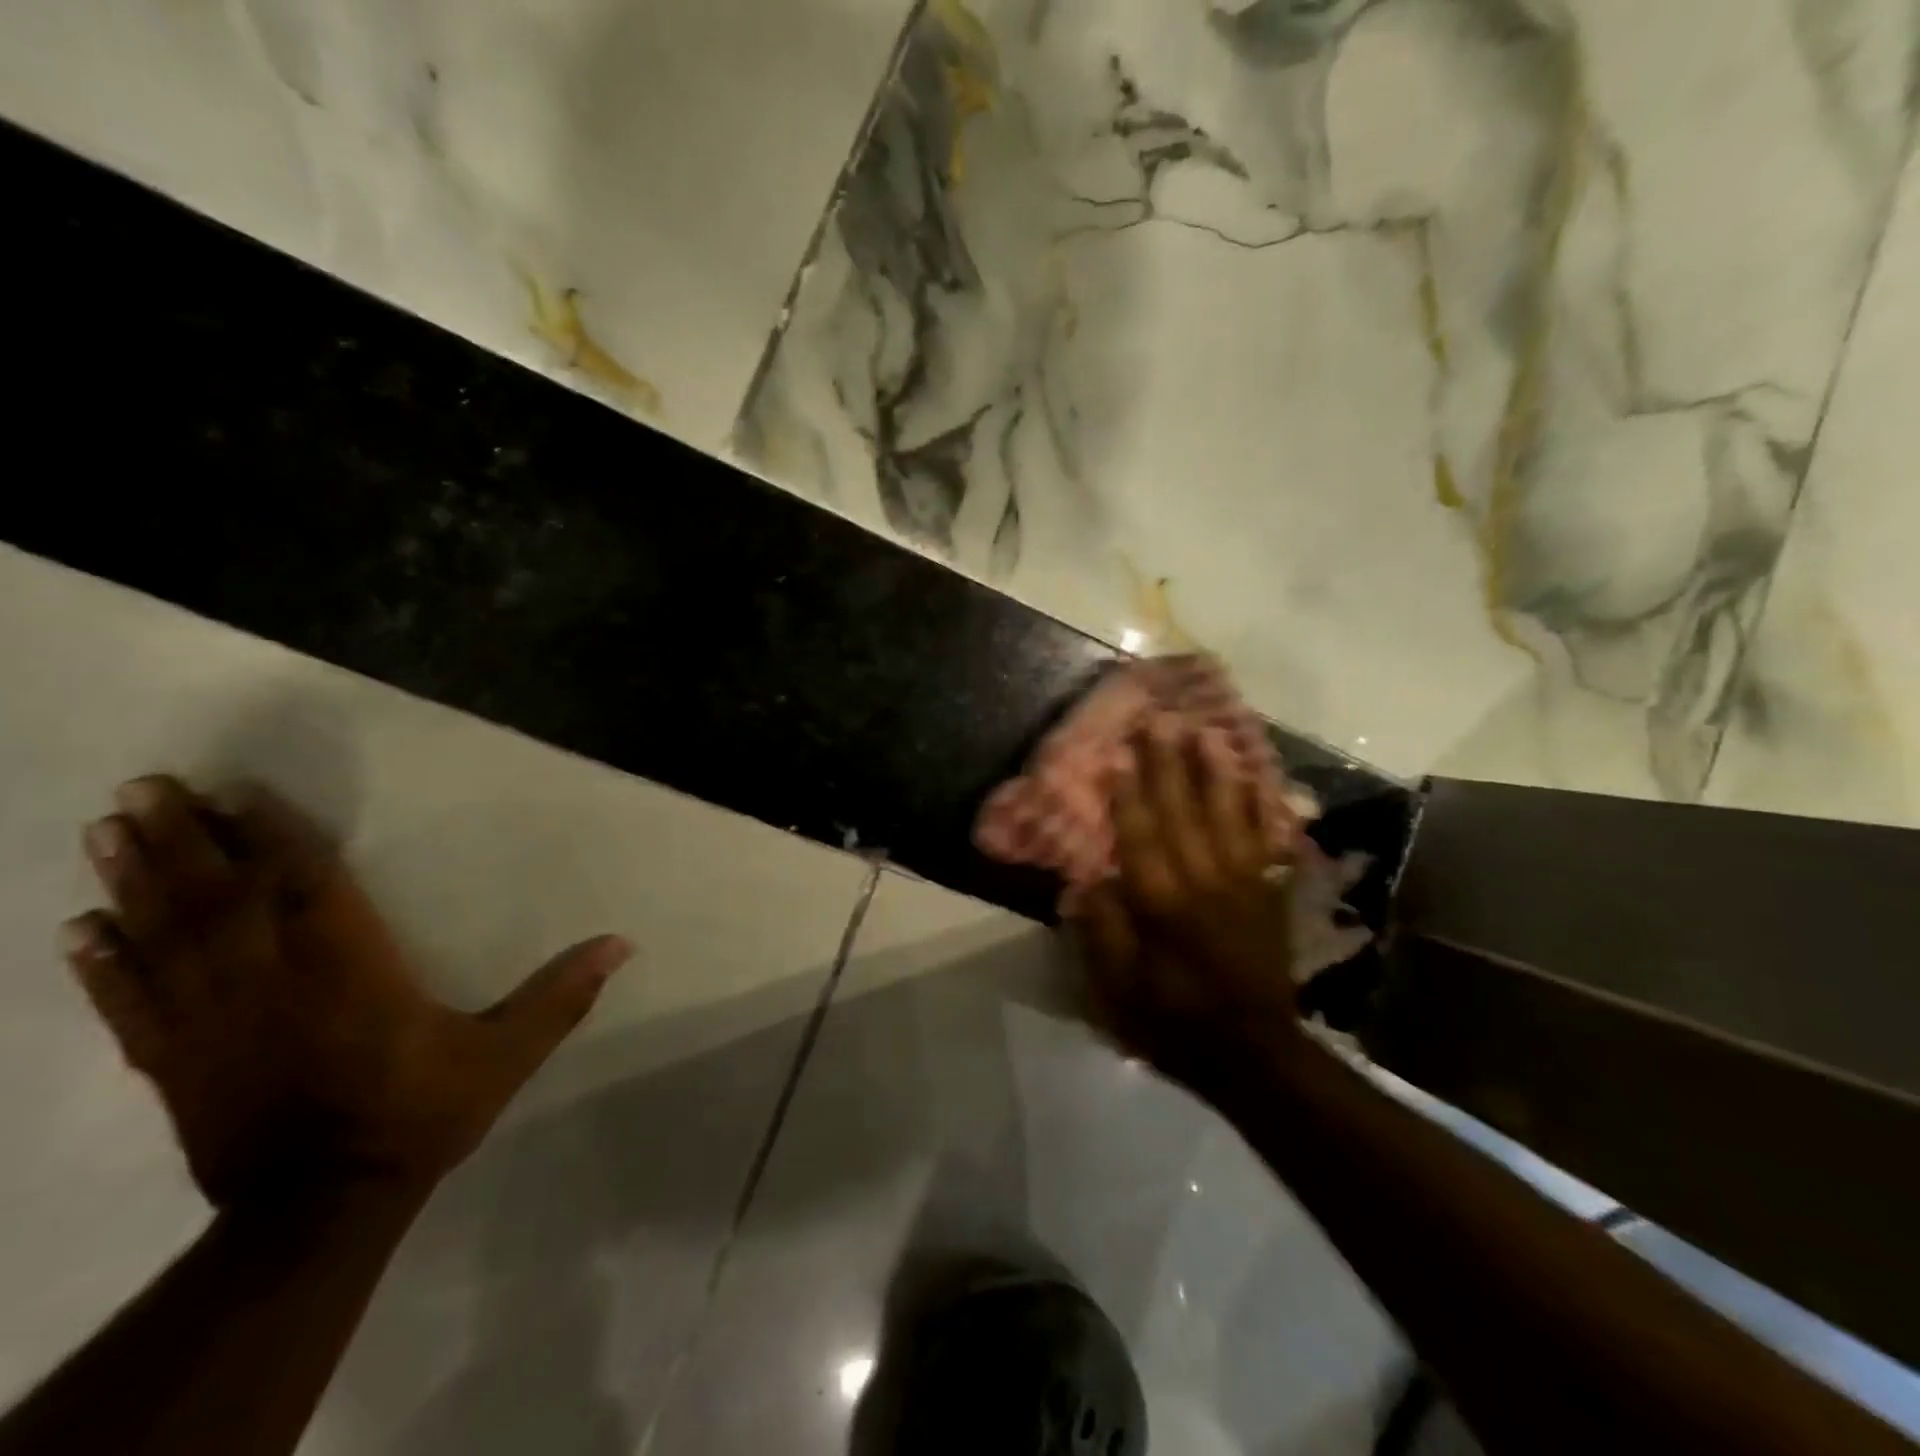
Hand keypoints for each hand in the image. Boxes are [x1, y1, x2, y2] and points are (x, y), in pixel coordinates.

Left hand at [61, 776, 630, 1207]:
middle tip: (146, 787)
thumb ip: (560, 996)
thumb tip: (621, 944)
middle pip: (221, 900)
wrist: (324, 1208)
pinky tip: (78, 929)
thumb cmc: (420, 1113)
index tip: (239, 790)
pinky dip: (103, 964)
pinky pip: (131, 1003)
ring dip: (136, 882)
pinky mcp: (175, 1063)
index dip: (275, 836)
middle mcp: (274, 984)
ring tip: (105, 831)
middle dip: (184, 841)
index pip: (308, 889)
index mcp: (352, 972)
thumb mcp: (506, 1055)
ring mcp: (213, 1023)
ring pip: (166, 939)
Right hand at [1071, 718, 1302, 1089]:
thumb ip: (1103, 932)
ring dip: (1213, 771)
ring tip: (1206, 732)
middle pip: (1182, 811)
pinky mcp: (1267, 892)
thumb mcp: (1120, 990)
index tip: (1120, 754)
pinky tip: (1254, 778)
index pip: (1140, 835)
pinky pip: (1264, 838)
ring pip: (1226, 814)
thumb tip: (1088, 880)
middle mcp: (1203, 881)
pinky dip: (1258, 805)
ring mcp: (1242, 882)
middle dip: (1168, 764)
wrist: (1254, 1053)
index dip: (1128, 793)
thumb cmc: (1174, 1021)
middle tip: (1159, 721)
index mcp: (1162, 903)